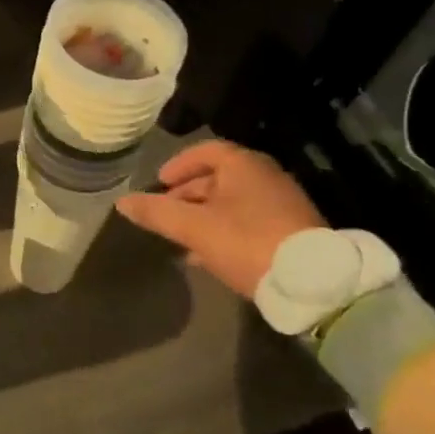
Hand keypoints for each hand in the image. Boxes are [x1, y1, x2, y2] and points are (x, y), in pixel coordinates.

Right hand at [115, 141, 324, 296]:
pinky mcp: (292, 230)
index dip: (178, 165)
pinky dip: (225, 230)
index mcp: (243, 164)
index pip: (204, 151)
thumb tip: (121, 202)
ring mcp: (282, 203)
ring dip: (205, 216)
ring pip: (233, 202)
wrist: (313, 282)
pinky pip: (249, 221)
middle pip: (218, 177)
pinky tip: (209, 255)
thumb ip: (156, 213)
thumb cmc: (247, 242)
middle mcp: (265, 176)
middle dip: (188, 195)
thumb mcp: (193, 228)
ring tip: (182, 239)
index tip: (160, 184)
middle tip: (166, 213)